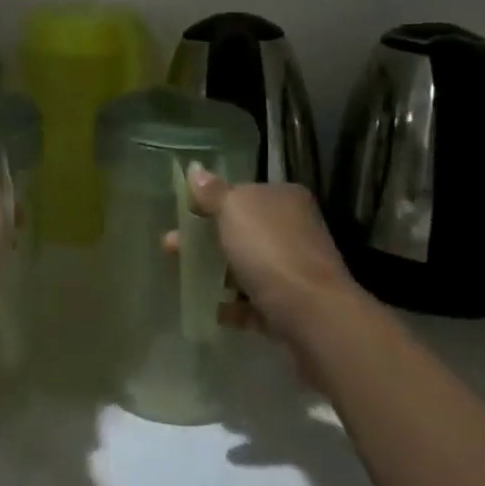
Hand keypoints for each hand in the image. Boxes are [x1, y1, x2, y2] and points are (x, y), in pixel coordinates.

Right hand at [168, 170, 356, 339]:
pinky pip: (255, 302)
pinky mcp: (293, 306)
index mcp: (284, 198)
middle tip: (172, 248)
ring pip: (246, 266)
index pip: (243, 193)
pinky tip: (212, 309)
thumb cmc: (269, 250)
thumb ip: (212, 192)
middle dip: (206, 239)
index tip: (183, 216)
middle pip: (242, 230)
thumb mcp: (233, 209)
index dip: (211, 202)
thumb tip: (196, 171)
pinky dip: (233, 305)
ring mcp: (295, 269)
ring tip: (186, 279)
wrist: (311, 314)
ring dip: (217, 273)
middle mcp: (294, 229)